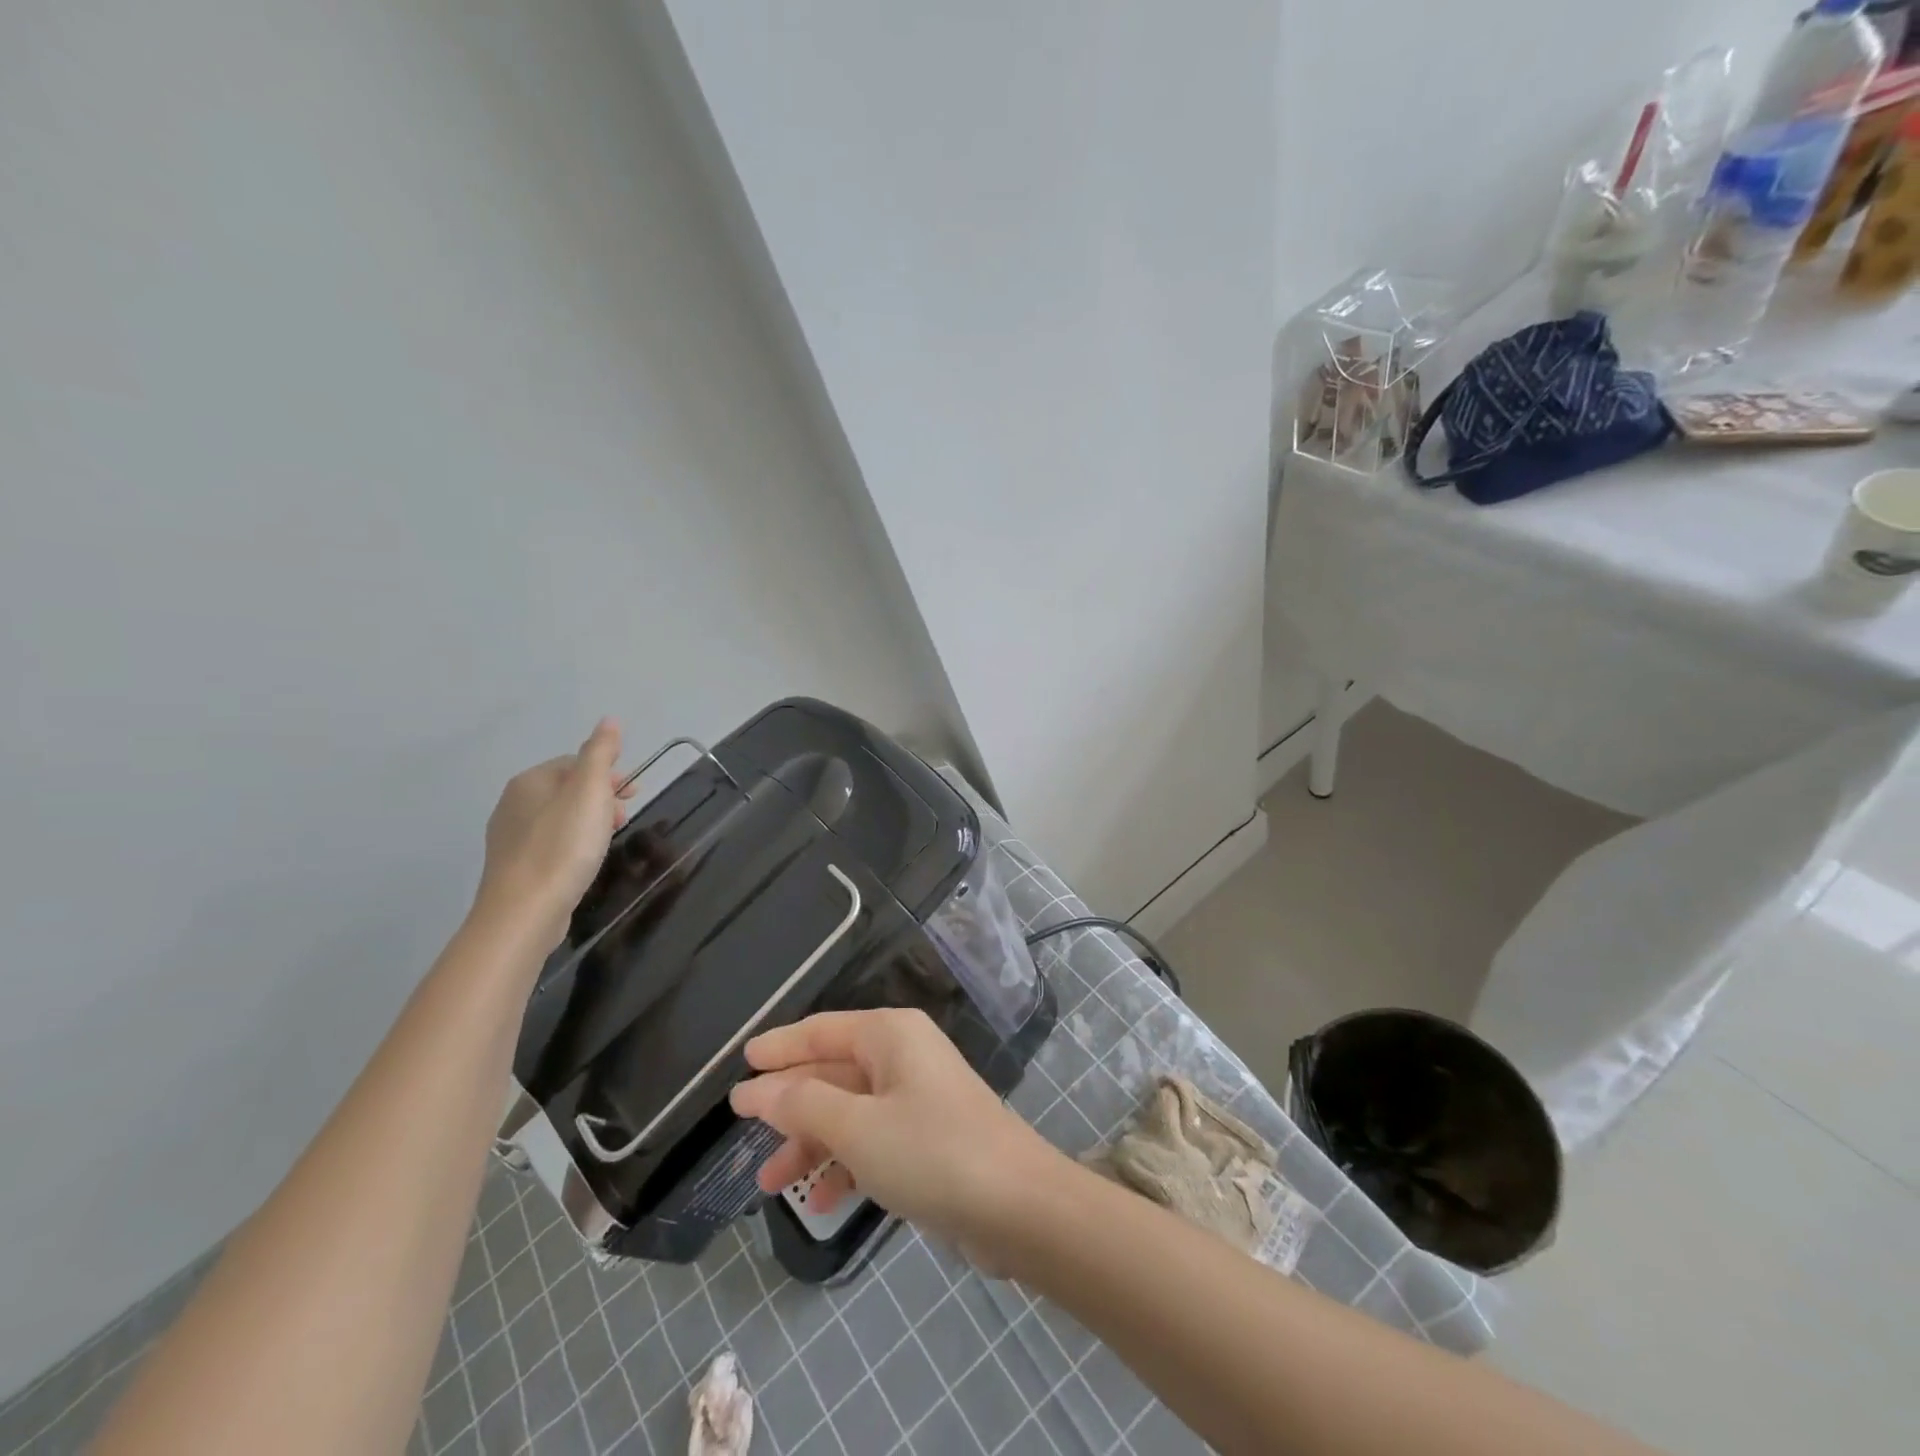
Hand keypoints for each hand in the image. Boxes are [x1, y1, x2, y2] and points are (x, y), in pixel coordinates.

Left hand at [474, 719, 635, 948]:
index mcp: (529, 781)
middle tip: (625, 817)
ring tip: (610, 839)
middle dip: (601, 798)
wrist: (524, 912)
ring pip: (559, 817)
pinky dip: (573, 843)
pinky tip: (585, 860)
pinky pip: (551, 843)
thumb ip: (600, 754)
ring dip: (589, 821)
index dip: (608, 773)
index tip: (634, 793)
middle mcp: (513, 804)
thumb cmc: (562, 846)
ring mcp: (510, 838)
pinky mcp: (515, 868)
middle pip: (567, 789)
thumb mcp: (590, 792)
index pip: (575, 763)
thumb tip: (609, 721)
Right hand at [730, 1009, 1063, 1256]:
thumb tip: (756, 1088)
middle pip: (833, 1071)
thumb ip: (802, 1104)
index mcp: (889, 1035)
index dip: (780, 1047)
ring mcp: (917, 1097)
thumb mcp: (856, 1127)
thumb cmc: (930, 1152)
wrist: (1017, 1207)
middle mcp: (903, 1056)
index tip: (741, 1062)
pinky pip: (872, 1140)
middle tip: (740, 1129)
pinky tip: (820, 1201)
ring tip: (769, 1182)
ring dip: (812, 1142)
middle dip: (789, 1104)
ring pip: (849, 1110)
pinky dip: (845, 1163)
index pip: (821, 1030)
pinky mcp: (928, 1138)